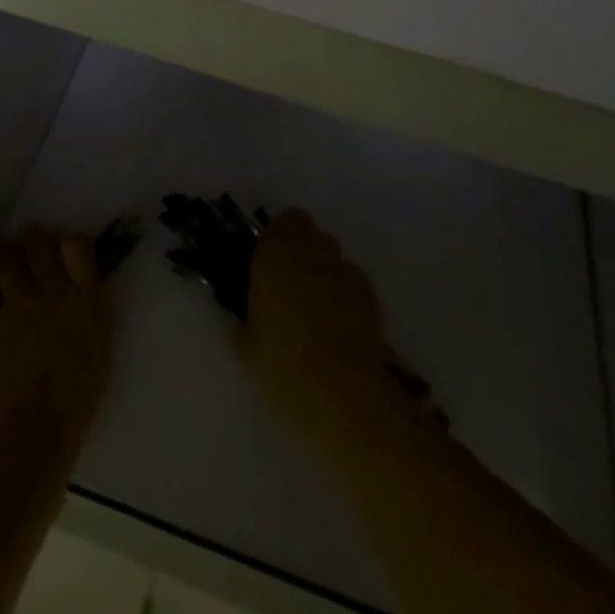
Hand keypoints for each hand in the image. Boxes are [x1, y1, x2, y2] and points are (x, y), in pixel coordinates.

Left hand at [0, 229, 113, 453]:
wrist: (29, 432)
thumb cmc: (75, 404)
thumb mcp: (99, 353)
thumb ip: (90, 316)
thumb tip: (83, 298)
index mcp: (85, 300)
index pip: (78, 245)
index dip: (69, 244)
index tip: (64, 253)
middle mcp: (50, 290)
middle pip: (36, 242)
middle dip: (30, 242)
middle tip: (28, 254)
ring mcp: (14, 302)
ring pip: (2, 257)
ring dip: (1, 259)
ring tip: (0, 269)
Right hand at [240, 210, 403, 447]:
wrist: (342, 392)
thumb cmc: (283, 363)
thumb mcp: (245, 342)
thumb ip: (246, 312)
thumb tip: (249, 308)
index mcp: (275, 253)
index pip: (283, 221)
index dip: (277, 236)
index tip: (268, 259)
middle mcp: (311, 251)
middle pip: (309, 231)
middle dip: (300, 248)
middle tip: (288, 280)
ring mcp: (343, 270)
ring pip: (331, 254)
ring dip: (322, 268)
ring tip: (316, 303)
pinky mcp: (368, 293)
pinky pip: (351, 279)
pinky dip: (344, 291)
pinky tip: (339, 322)